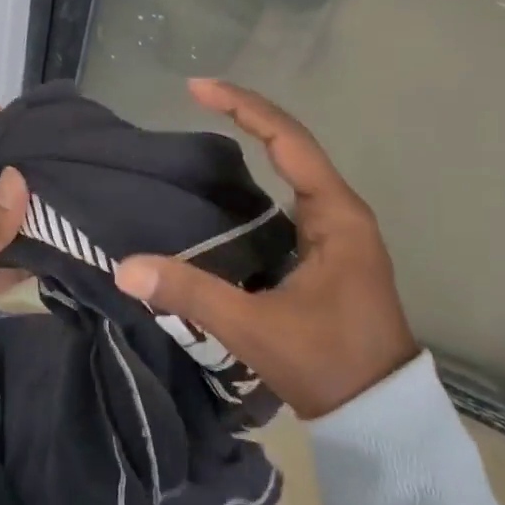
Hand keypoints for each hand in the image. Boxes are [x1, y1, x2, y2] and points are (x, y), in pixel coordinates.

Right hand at [114, 79, 417, 419]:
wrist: (379, 416)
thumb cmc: (327, 362)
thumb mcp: (254, 327)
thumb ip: (191, 293)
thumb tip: (125, 267)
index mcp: (336, 216)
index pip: (287, 140)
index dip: (243, 107)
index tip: (197, 88)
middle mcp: (341, 213)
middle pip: (291, 143)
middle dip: (245, 114)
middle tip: (195, 97)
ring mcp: (337, 232)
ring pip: (292, 169)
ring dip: (254, 142)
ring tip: (206, 127)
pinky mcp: (327, 252)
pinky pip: (290, 196)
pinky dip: (259, 177)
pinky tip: (227, 187)